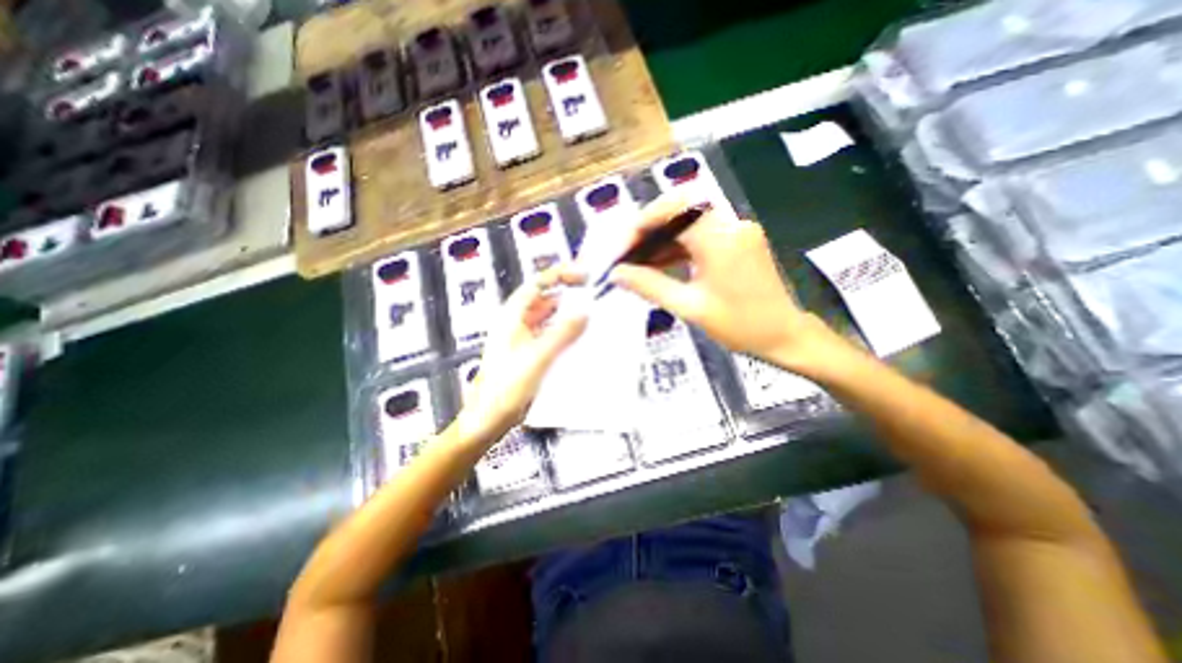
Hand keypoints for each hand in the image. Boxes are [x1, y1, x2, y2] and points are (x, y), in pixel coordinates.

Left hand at [454, 266, 584, 445]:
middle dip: (568, 295)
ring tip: (592, 316)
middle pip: (545, 299)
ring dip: (568, 315)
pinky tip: (580, 339)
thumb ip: (562, 333)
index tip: (585, 276)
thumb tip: (585, 311)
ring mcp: (523, 338)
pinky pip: (550, 335)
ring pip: (549, 318)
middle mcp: (517, 322)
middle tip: (594, 296)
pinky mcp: (529, 353)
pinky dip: (565, 333)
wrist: (488, 418)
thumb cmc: (507, 386)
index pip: (538, 284)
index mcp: (513, 315)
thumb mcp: (537, 357)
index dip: (561, 275)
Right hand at [608, 195, 840, 373]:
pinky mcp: (737, 239)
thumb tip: (617, 274)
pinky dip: (677, 246)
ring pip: (688, 221)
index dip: (639, 227)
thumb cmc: (740, 326)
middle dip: (647, 229)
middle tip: (627, 254)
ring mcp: (736, 229)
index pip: (670, 213)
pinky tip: (660, 264)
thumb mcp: (689, 307)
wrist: (784, 336)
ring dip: (661, 239)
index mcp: (720, 238)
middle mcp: (730, 223)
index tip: (620, 252)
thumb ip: (650, 285)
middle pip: (678, 209)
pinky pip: (700, 234)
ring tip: (637, 263)